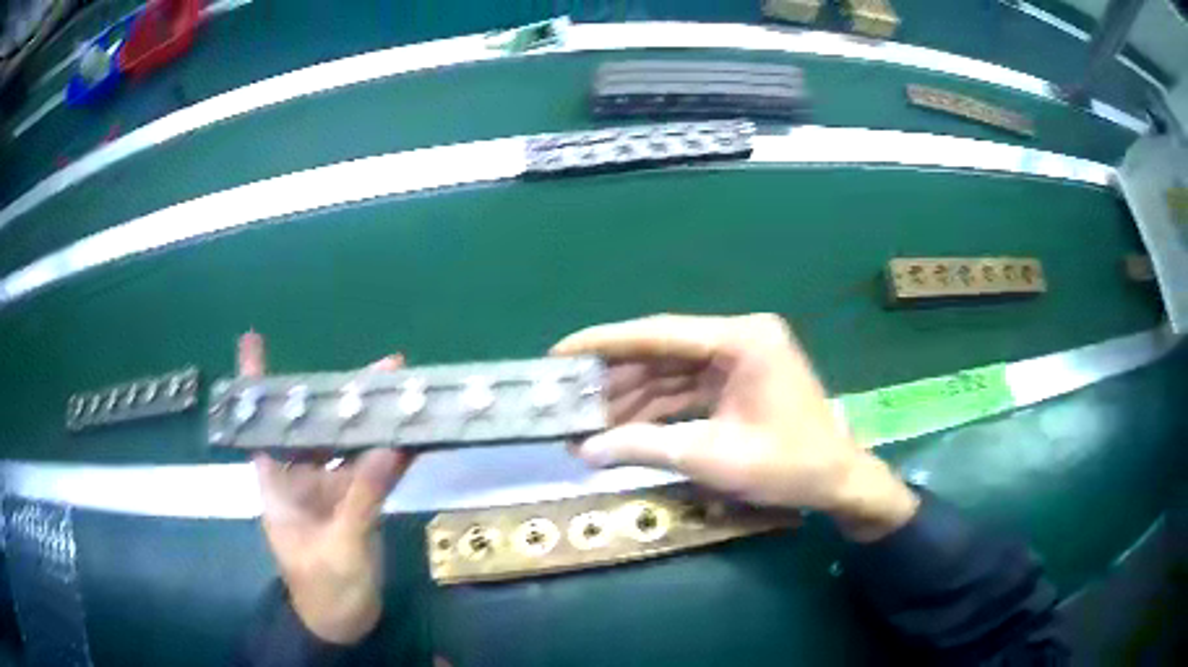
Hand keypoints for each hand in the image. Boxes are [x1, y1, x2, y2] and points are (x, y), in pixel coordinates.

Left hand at [241, 332, 413, 643]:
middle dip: (341, 395)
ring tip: (403, 391)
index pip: (261, 426)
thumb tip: (385, 446)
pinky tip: (412, 435)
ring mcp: (331, 491)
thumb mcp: (339, 547)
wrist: (343, 623)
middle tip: (382, 366)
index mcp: (278, 485)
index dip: (254, 384)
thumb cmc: (323, 590)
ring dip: (373, 422)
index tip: (253, 340)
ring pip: (350, 446)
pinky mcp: (357, 505)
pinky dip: (392, 455)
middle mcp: (301, 478)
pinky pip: (375, 473)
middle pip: (316, 427)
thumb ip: (361, 498)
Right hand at [552, 314, 918, 541]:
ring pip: (670, 373)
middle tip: (567, 396)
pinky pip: (686, 390)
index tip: (560, 352)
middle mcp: (739, 339)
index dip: (605, 343)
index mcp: (742, 340)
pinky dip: (656, 410)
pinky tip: (622, 428)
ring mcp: (739, 360)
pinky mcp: (737, 383)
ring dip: (631, 397)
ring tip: (585, 420)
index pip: (660, 333)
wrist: (838, 483)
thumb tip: (584, 451)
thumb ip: (646, 447)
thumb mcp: (713, 458)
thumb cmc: (788, 467)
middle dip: (614, 378)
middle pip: (662, 352)